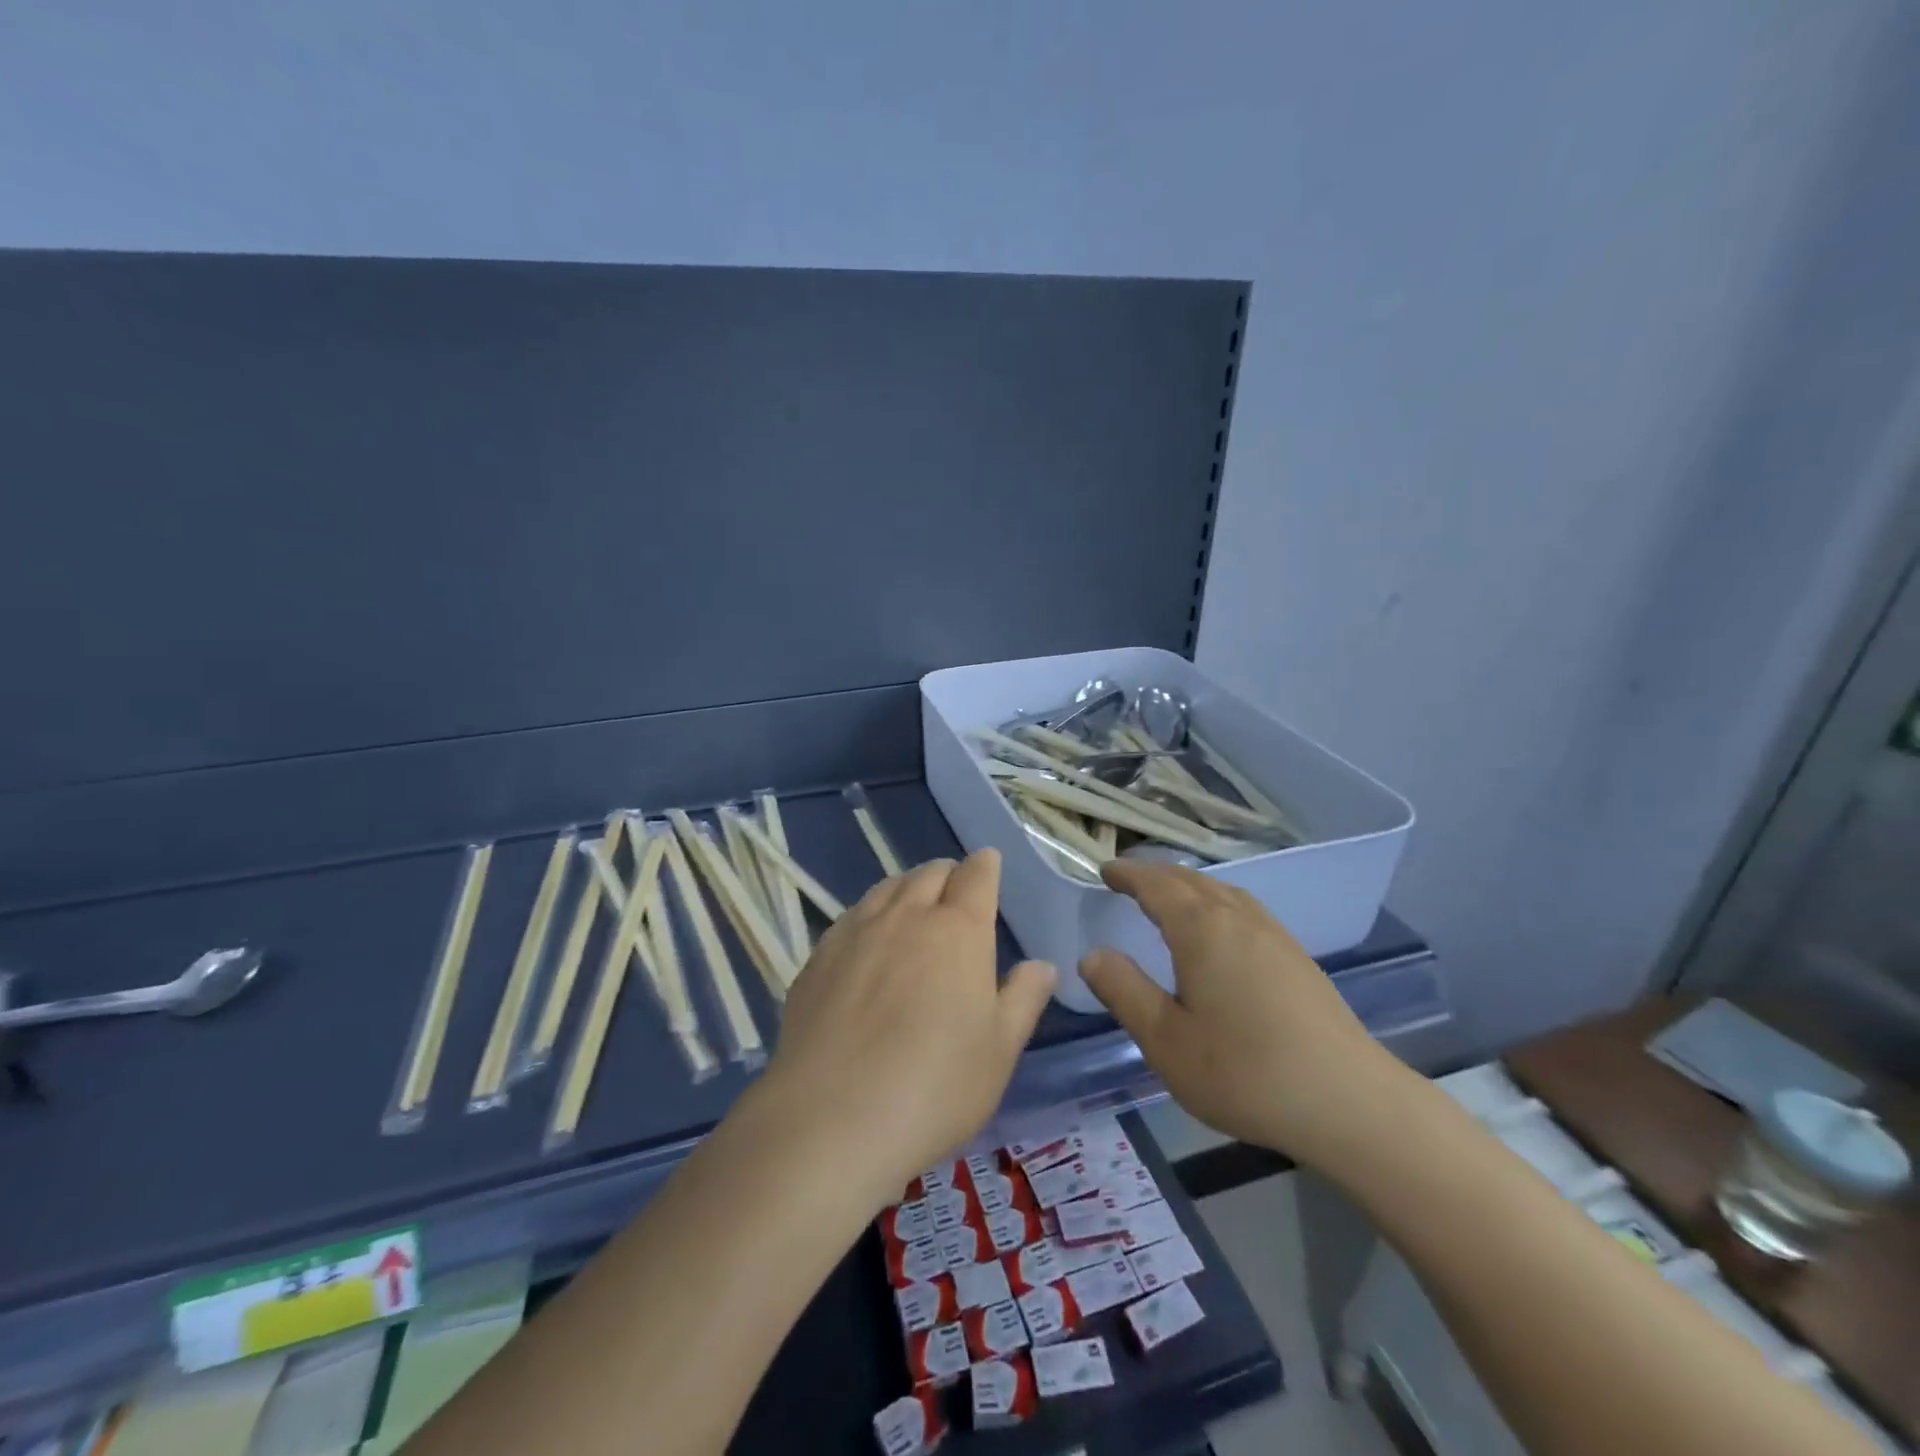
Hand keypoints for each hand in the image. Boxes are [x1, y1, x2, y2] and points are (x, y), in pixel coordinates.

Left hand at [761, 851, 1055, 1209]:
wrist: (831, 1119)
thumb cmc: (935, 1087)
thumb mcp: (999, 1051)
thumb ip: (1023, 999)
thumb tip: (1041, 965)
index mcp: (958, 931)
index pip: (976, 876)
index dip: (986, 866)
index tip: (989, 864)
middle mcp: (906, 916)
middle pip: (929, 873)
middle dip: (948, 874)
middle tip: (956, 891)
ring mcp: (856, 932)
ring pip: (887, 887)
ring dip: (907, 888)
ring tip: (913, 907)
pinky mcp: (819, 956)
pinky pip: (852, 916)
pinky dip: (871, 914)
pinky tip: (868, 942)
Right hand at [1080, 861, 1407, 1166]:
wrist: (1349, 1102)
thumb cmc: (1244, 1072)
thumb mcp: (1166, 1040)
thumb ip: (1124, 991)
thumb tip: (1092, 955)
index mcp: (1201, 929)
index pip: (1155, 885)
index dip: (1128, 874)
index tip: (1105, 870)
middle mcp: (1238, 918)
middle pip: (1190, 880)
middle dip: (1155, 874)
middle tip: (1128, 878)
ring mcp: (1274, 935)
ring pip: (1222, 892)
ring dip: (1188, 885)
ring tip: (1168, 896)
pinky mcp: (1296, 958)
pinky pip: (1244, 909)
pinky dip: (1216, 902)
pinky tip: (1221, 930)